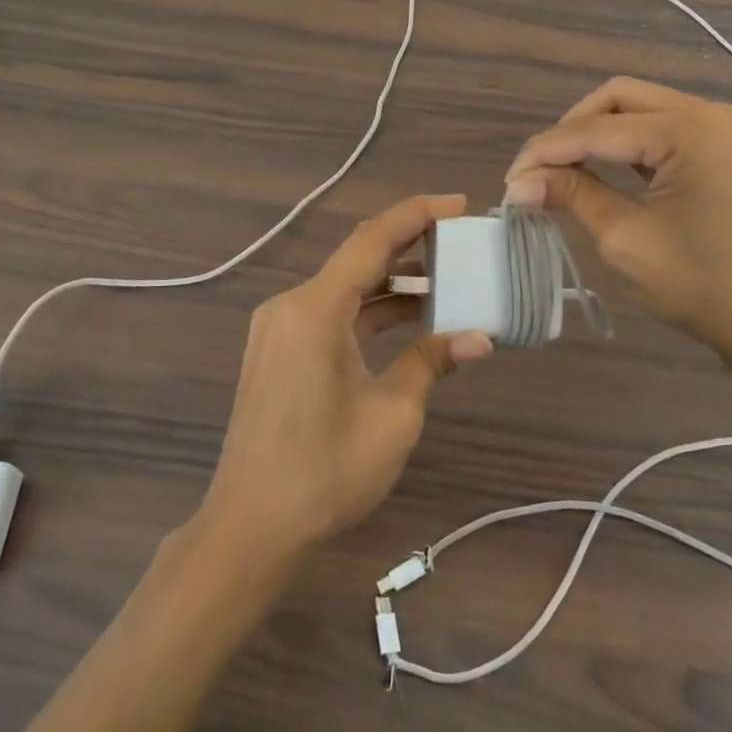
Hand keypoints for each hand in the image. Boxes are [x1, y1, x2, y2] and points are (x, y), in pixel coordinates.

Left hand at [198, 195, 491, 562]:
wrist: (250, 527)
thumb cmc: (325, 471)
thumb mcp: (393, 414)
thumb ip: (432, 361)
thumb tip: (481, 337)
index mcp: (315, 309)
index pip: (372, 240)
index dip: (418, 215)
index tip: (461, 204)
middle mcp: (291, 305)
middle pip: (358, 258)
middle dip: (411, 244)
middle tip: (462, 238)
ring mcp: (280, 328)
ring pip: (345, 287)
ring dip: (392, 283)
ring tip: (447, 277)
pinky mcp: (279, 350)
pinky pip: (331, 313)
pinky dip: (369, 311)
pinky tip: (409, 318)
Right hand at [503, 78, 731, 394]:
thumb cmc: (702, 288)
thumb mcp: (626, 240)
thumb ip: (573, 195)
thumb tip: (520, 183)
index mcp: (691, 130)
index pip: (597, 129)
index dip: (546, 152)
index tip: (511, 181)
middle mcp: (719, 113)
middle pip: (624, 98)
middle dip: (574, 128)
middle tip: (542, 169)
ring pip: (654, 109)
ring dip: (608, 133)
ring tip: (573, 168)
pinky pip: (685, 130)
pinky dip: (645, 145)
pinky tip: (625, 172)